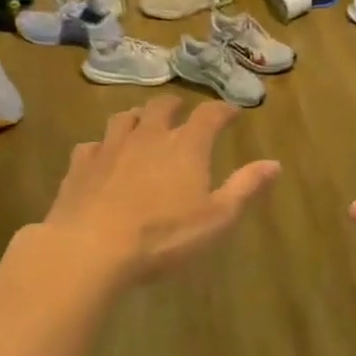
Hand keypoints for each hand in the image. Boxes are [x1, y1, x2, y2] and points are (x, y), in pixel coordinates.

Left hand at [38, 97, 279, 285]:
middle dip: (176, 106)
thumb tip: (274, 163)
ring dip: (138, 118)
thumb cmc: (164, 237)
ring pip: (125, 119)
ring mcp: (110, 147)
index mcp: (186, 147)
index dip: (223, 111)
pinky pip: (93, 145)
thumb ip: (245, 188)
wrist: (92, 249)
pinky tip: (104, 157)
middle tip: (182, 112)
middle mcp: (148, 136)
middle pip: (162, 107)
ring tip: (143, 125)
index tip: (232, 113)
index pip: (209, 116)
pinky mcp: (81, 165)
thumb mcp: (217, 218)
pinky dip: (103, 146)